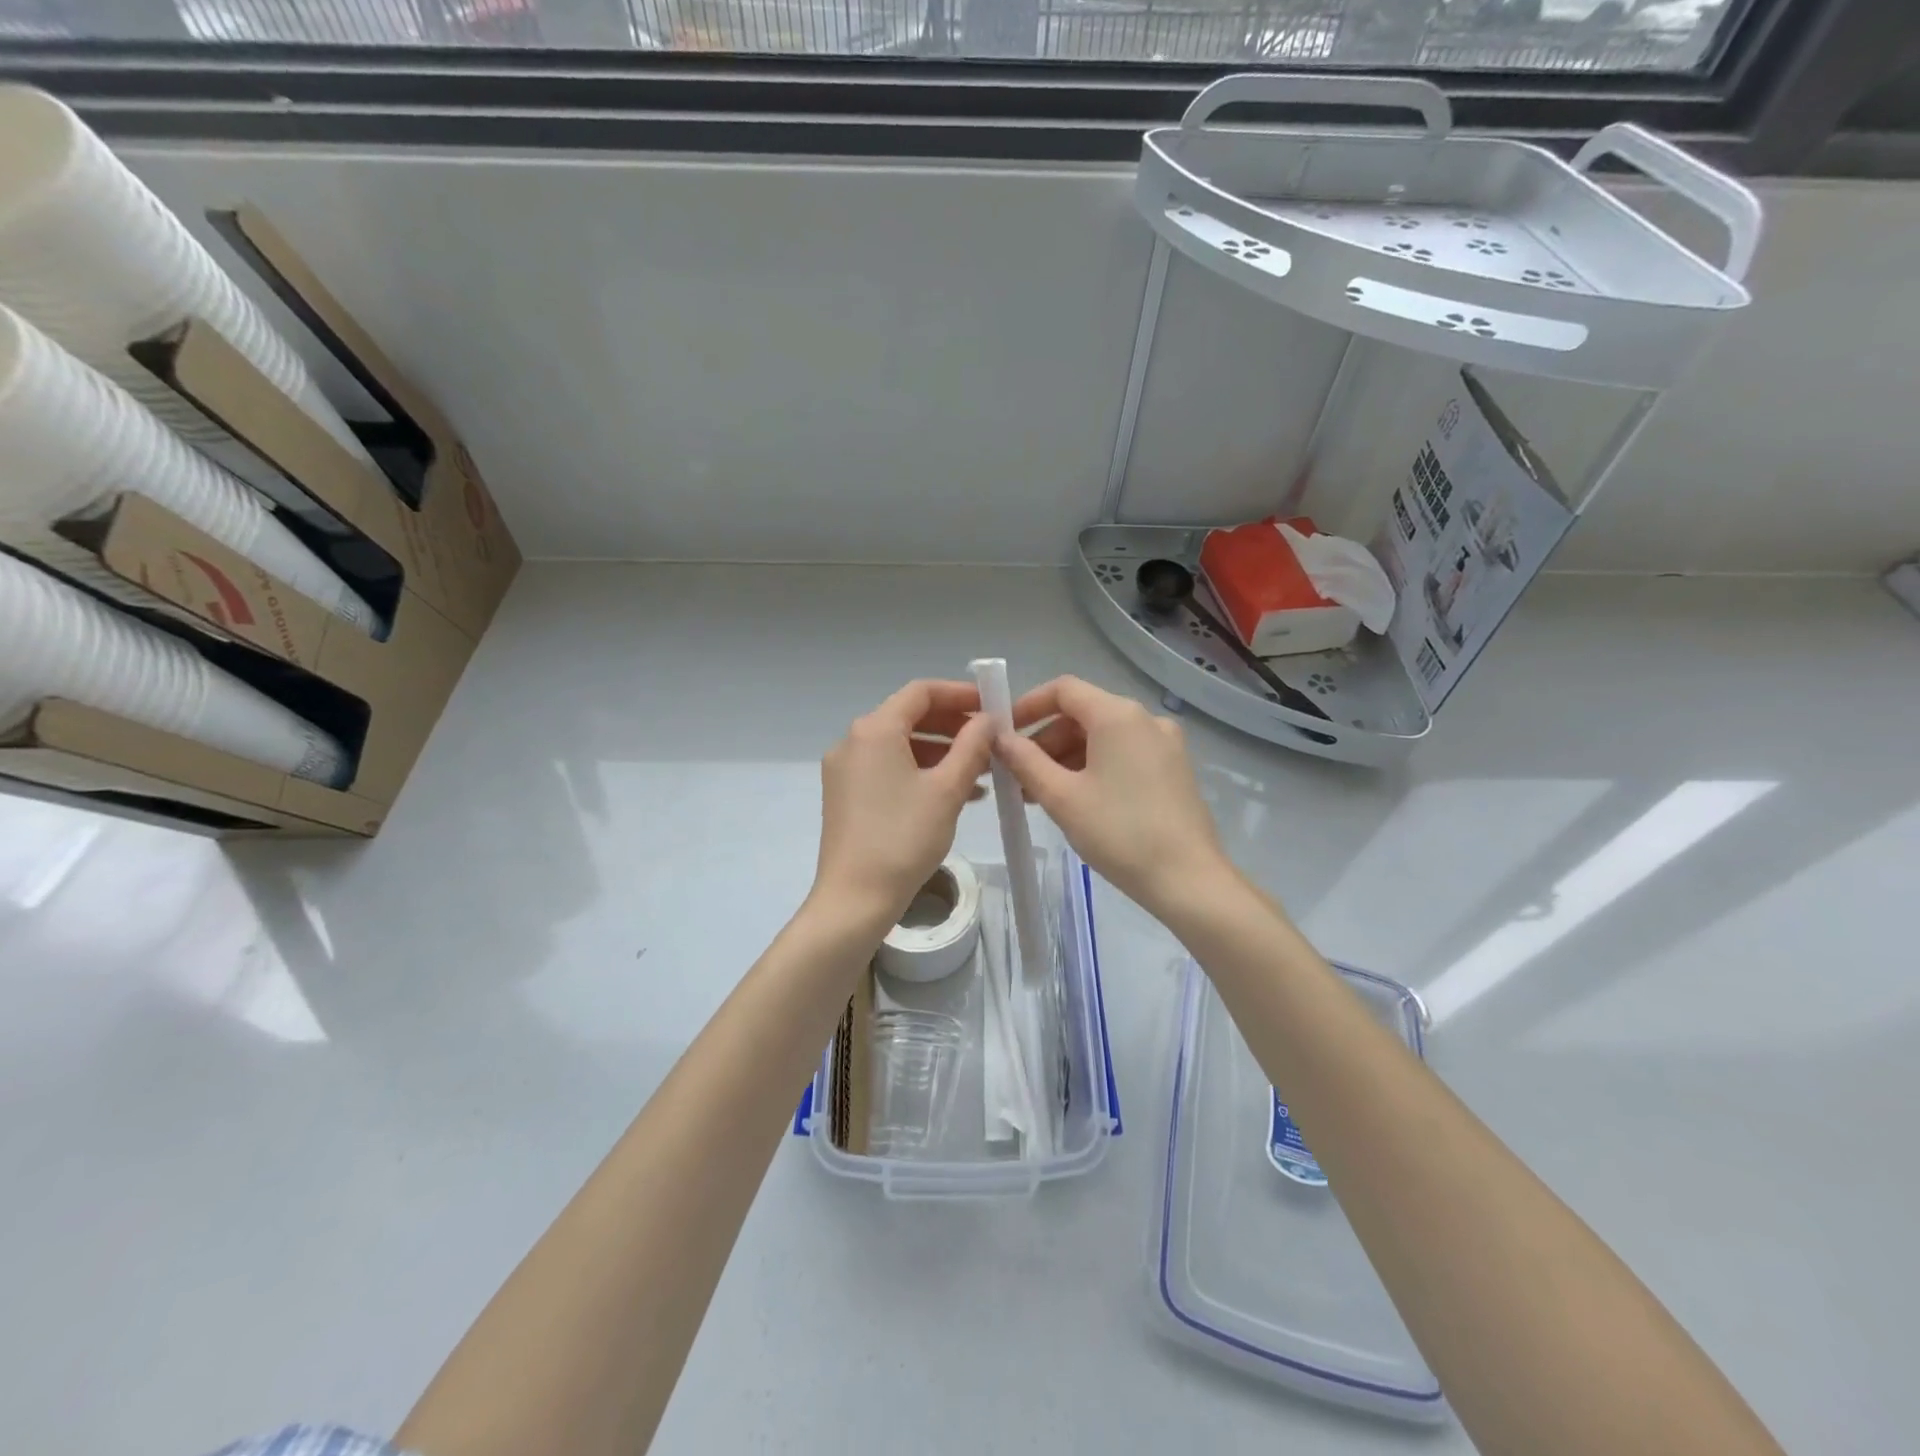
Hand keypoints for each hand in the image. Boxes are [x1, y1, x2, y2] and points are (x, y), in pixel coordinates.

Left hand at [814, 680, 993, 926]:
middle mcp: (853, 741)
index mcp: (875, 730)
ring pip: (900, 746)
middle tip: (990, 741)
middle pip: (909, 717)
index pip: (921, 692)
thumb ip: (972, 746)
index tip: (991, 706)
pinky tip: (953, 794)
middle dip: (952, 726)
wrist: (855, 899)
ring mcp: (845, 769)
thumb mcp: (947, 790)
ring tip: (981, 773)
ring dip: (940, 752)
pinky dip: (919, 772)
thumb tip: (986, 719)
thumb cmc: (904, 839)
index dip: (959, 694)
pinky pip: (887, 769)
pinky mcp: (845, 794)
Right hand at [998, 676, 1230, 914]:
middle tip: (1018, 776)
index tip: (1004, 734)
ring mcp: (1165, 744)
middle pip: (1083, 714)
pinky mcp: (1174, 769)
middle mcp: (1145, 719)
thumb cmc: (1119, 832)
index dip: (1028, 706)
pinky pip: (1124, 754)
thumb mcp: (1061, 797)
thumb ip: (1025, 761)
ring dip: (1067, 758)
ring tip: (1041, 795)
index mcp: (1117, 715)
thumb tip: (999, 738)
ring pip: (1103, 737)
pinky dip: (1094, 767)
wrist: (1188, 879)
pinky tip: (1077, 801)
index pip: (1063, 690)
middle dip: (1045, 740)